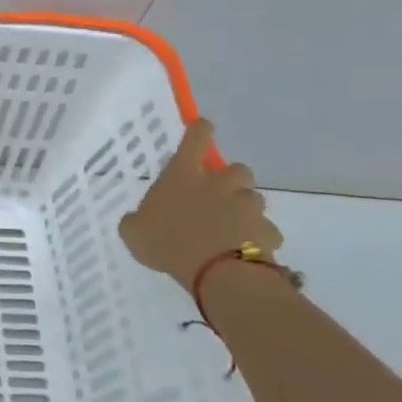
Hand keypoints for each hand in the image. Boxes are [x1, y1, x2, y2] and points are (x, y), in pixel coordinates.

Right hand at [118, 120, 280, 290]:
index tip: (204, 127)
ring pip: (254, 199)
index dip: (200, 130)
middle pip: (238, 169)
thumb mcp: (134, 232)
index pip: (196, 138)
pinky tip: (248, 253)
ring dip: (246, 210)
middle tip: (221, 197)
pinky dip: (259, 239)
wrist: (217, 274)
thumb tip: (136, 219)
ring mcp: (247, 206)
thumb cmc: (169, 244)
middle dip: (232, 180)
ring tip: (234, 230)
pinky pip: (266, 231)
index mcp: (185, 175)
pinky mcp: (267, 231)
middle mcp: (219, 184)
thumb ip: (136, 220)